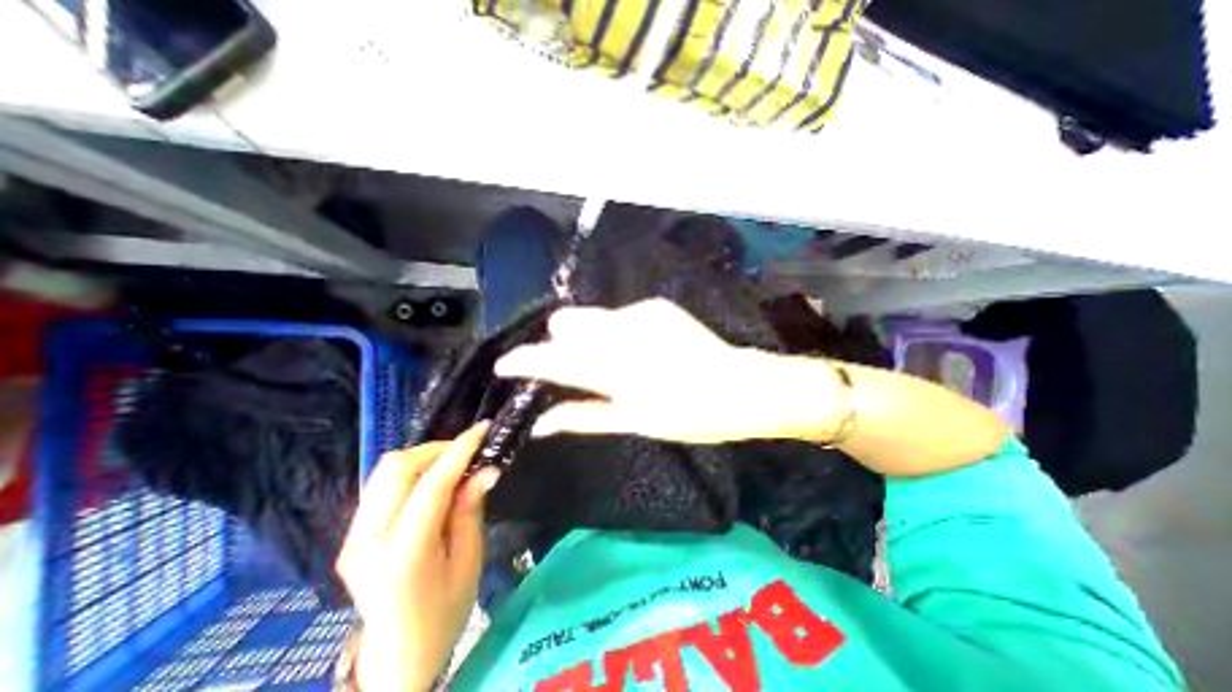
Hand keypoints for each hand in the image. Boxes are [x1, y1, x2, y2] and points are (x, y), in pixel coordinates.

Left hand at [334, 422, 499, 690]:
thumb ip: (470, 511)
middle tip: (469, 450)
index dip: (459, 450)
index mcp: (403, 555)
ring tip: (454, 464)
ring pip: (385, 471)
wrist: (394, 663)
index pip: (431, 485)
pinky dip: (411, 473)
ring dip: (423, 458)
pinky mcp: (352, 537)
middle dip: (438, 449)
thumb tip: (488, 469)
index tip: (483, 429)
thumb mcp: (468, 564)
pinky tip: (433, 483)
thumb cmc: (443, 616)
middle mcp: (369, 541)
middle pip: (397, 468)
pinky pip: (381, 486)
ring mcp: (354, 538)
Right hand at [493, 298, 842, 443]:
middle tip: (572, 366)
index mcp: (613, 369)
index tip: (506, 365)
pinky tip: (640, 347)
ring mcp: (639, 313)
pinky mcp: (656, 305)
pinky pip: (620, 315)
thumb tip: (541, 422)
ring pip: (591, 317)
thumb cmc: (688, 415)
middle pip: (566, 324)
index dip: (524, 361)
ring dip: (589, 337)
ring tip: (612, 359)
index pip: (552, 360)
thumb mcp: (633, 421)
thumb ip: (583, 416)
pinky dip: (618, 331)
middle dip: (559, 343)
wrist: (739, 385)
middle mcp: (620, 332)